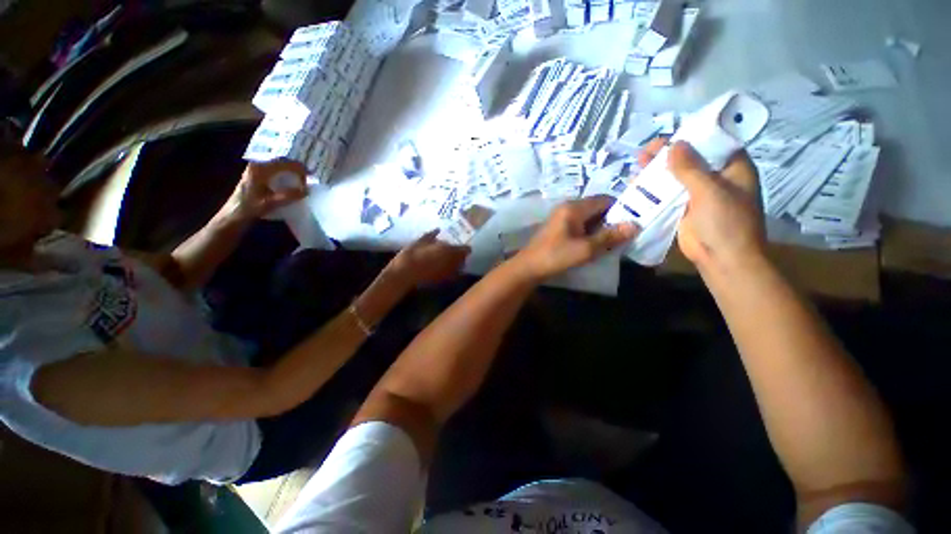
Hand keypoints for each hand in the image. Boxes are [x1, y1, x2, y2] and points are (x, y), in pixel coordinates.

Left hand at [227, 159, 307, 220]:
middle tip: (309, 176)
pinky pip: (274, 168)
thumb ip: (289, 195)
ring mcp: (255, 168)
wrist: (234, 214)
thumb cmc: (250, 208)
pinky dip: (285, 172)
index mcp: (260, 169)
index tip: (311, 176)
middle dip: (296, 167)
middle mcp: (257, 165)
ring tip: (302, 177)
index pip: (284, 163)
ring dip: (291, 169)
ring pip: (278, 164)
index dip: (299, 168)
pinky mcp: (256, 174)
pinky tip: (291, 179)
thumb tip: (307, 190)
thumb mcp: (271, 203)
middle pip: (281, 160)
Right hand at [387, 230, 470, 286]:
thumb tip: (438, 229)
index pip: (465, 249)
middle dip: (461, 256)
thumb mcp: (420, 241)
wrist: (405, 274)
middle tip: (454, 252)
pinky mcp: (443, 281)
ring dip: (457, 264)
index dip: (464, 247)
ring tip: (449, 260)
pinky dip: (451, 272)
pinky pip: (452, 275)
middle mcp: (453, 262)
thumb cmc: (412, 255)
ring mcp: (449, 273)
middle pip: (464, 259)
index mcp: (449, 250)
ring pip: (459, 268)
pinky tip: (444, 269)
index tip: (460, 245)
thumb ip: (431, 235)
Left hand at [514, 196, 637, 279]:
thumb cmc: (556, 256)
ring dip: (601, 228)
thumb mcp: (585, 249)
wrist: (528, 267)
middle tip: (625, 234)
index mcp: (573, 207)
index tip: (634, 222)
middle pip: (597, 207)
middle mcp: (567, 207)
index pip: (605, 199)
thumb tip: (634, 225)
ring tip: (614, 241)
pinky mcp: (558, 228)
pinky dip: (590, 232)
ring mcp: (561, 217)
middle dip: (612, 220)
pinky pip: (580, 225)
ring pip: (589, 217)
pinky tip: (596, 244)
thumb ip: (609, 237)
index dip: (621, 209)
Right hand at [640, 138, 765, 271]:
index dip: (690, 137)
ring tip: (636, 165)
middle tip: (644, 152)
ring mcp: (698, 195)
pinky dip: (653, 189)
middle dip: (667, 155)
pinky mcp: (683, 209)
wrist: (722, 259)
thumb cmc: (725, 222)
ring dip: (657, 171)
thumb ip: (690, 168)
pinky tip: (637, 185)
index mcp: (733, 169)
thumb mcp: (709, 190)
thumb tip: (674, 145)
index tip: (667, 137)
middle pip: (689, 159)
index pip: (712, 144)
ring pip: (675, 177)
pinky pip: (667, 194)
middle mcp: (716, 178)